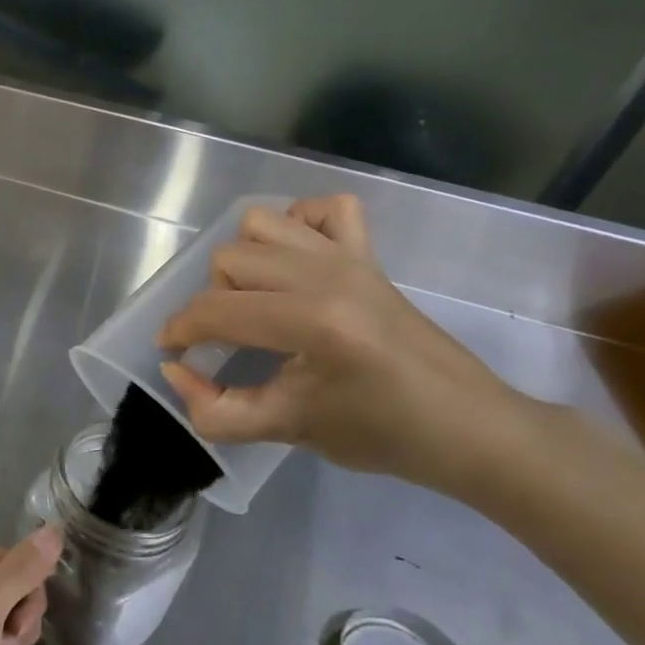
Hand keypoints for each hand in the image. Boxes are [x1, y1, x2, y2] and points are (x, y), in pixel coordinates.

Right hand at [157, 194, 548, 501]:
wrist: (471, 428)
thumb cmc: (383, 435)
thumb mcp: (289, 430)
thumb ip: (218, 410)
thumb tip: (175, 369)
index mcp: (313, 321)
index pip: (217, 309)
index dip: (181, 330)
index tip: (174, 351)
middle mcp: (327, 275)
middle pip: (230, 258)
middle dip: (213, 300)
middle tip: (228, 338)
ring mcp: (350, 257)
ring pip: (262, 223)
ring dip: (245, 258)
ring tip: (257, 299)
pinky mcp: (369, 253)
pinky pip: (322, 210)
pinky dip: (298, 224)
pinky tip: (296, 263)